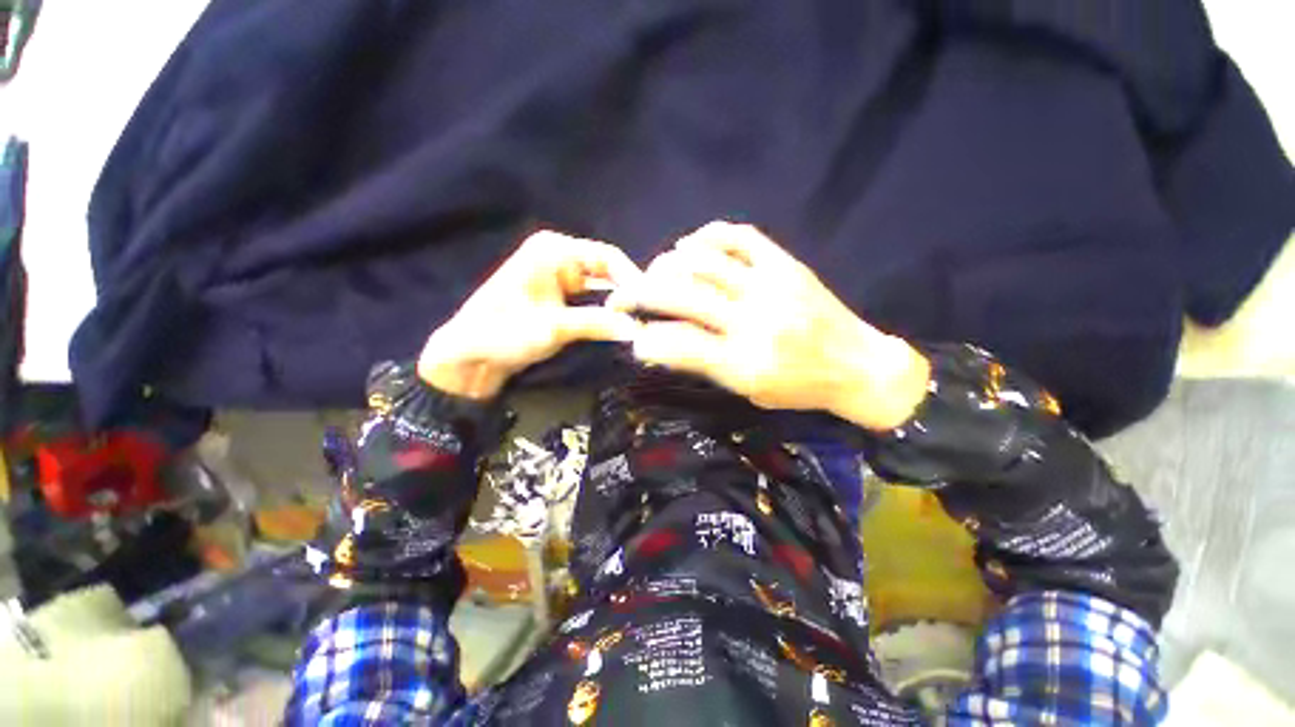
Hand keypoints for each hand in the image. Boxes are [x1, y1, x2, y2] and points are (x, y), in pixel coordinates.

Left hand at [418, 231, 641, 399]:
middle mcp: (560, 257)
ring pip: (602, 288)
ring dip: (618, 306)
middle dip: (628, 294)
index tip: (651, 305)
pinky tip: (619, 328)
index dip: (633, 279)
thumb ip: (598, 323)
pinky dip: (606, 314)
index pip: (608, 257)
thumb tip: (639, 328)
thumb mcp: (553, 328)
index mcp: (554, 250)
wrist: (468, 358)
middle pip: (608, 271)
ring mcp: (560, 279)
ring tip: (640, 325)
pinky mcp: (560, 299)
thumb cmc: (502, 333)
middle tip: (649, 319)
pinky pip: (592, 302)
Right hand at [608, 221, 928, 429]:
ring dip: (667, 264)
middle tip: (623, 295)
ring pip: (703, 262)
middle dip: (640, 293)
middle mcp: (753, 321)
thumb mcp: (748, 391)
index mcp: (745, 362)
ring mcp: (771, 286)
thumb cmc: (800, 388)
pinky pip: (739, 237)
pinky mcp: (786, 264)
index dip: (645, 339)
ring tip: (654, 272)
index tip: (631, 337)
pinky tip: (689, 246)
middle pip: (683, 296)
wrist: (859, 366)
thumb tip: (660, 345)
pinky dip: (706, 236)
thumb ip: (704, 365)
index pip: (678, 344)